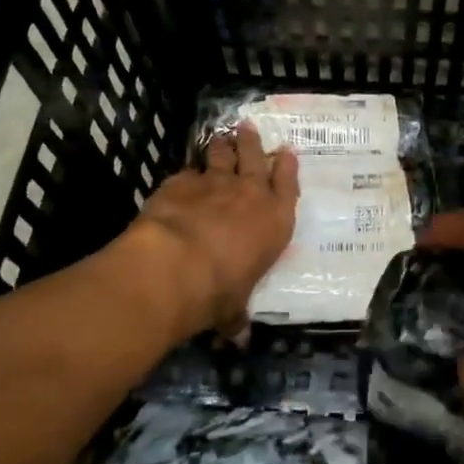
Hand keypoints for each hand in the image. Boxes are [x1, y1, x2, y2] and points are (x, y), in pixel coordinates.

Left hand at [127, 124, 298, 342]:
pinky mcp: (180, 183)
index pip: (287, 186)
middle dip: (253, 142)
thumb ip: (236, 314)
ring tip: (221, 136)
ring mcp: (214, 184)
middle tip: (248, 126)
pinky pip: (187, 173)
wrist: (176, 266)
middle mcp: (249, 195)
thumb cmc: (220, 290)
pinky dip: (187, 174)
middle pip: (255, 158)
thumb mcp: (234, 307)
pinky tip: (182, 176)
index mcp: (275, 221)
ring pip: (222, 156)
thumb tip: (237, 337)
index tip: (286, 152)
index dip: (287, 167)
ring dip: (222, 146)